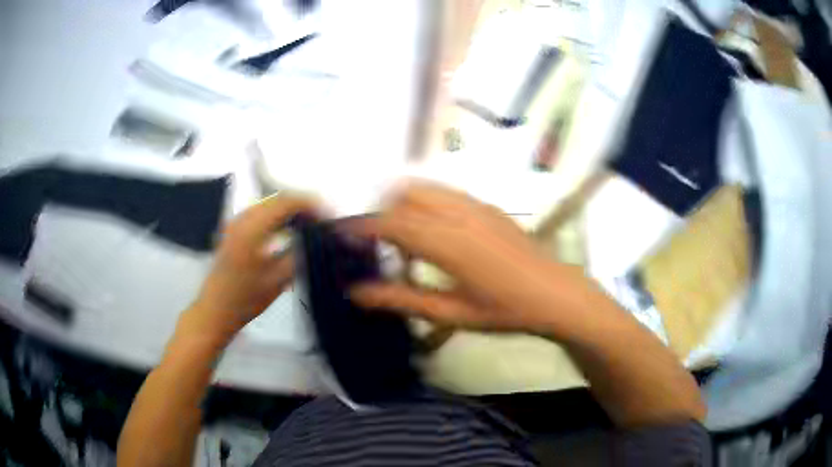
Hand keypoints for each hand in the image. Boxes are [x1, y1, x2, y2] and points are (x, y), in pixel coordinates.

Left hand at [179, 194, 317, 343]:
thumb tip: (318, 237)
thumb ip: (300, 253)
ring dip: (290, 210)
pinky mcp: (234, 230)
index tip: (328, 215)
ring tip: (310, 224)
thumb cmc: (246, 299)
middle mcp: (242, 218)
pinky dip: (278, 216)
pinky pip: (260, 213)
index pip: (287, 202)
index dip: (311, 204)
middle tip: (322, 220)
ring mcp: (236, 222)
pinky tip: (289, 229)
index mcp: (252, 228)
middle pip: (278, 199)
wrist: (215, 310)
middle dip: (303, 205)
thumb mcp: (278, 279)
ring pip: (269, 204)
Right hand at [350, 181, 571, 332]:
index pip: (391, 223)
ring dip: (405, 204)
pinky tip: (437, 233)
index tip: (341, 234)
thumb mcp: (450, 313)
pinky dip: (427, 203)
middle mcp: (458, 213)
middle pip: (404, 194)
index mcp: (447, 242)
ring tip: (406, 239)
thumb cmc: (504, 311)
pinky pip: (445, 192)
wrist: (556, 294)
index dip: (362, 227)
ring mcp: (476, 204)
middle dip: (383, 212)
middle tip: (378, 245)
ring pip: (425, 188)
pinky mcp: (488, 205)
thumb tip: (356, 292)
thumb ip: (401, 299)